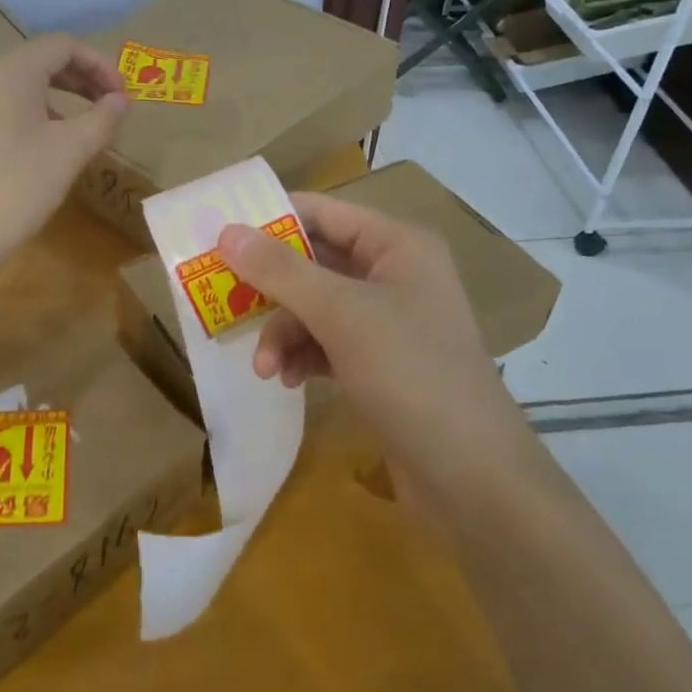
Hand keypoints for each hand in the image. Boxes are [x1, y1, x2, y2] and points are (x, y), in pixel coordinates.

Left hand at [0, 34, 128, 279]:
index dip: (100, 65)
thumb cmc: (15, 188)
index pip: (63, 45)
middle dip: (80, 80)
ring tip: (80, 129)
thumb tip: (121, 100)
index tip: (123, 96)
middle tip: (109, 108)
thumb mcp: (69, 152)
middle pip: (38, 60)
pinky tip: (41, 146)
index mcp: (8, 69)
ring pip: (17, 84)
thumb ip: (102, 118)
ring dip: (56, 98)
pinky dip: (28, 112)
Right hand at [216, 193, 535, 496]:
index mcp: (397, 245)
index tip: (219, 234)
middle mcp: (394, 274)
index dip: (271, 220)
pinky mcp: (381, 364)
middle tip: (223, 299)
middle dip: (272, 288)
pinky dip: (303, 356)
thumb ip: (281, 271)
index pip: (322, 212)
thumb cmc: (410, 374)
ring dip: (284, 332)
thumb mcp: (341, 315)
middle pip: (314, 262)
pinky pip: (327, 343)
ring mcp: (389, 322)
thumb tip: (226, 232)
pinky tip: (287, 381)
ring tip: (264, 366)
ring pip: (316, 307)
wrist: (471, 478)